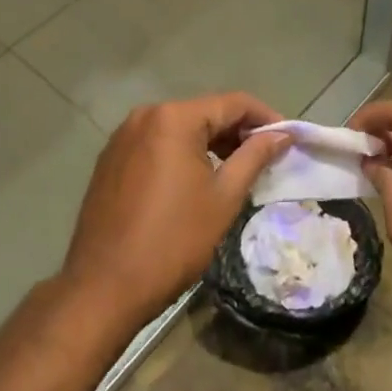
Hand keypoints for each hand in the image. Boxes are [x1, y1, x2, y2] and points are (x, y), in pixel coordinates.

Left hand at [59, 92, 290, 329]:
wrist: (104, 287)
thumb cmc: (173, 241)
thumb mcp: (223, 198)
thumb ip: (255, 157)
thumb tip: (282, 134)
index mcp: (174, 118)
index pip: (232, 103)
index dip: (265, 116)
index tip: (287, 138)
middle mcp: (146, 115)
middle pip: (204, 112)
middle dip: (237, 131)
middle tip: (265, 157)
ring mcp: (123, 136)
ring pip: (179, 128)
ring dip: (210, 143)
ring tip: (235, 170)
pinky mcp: (111, 159)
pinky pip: (157, 143)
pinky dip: (181, 153)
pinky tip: (195, 180)